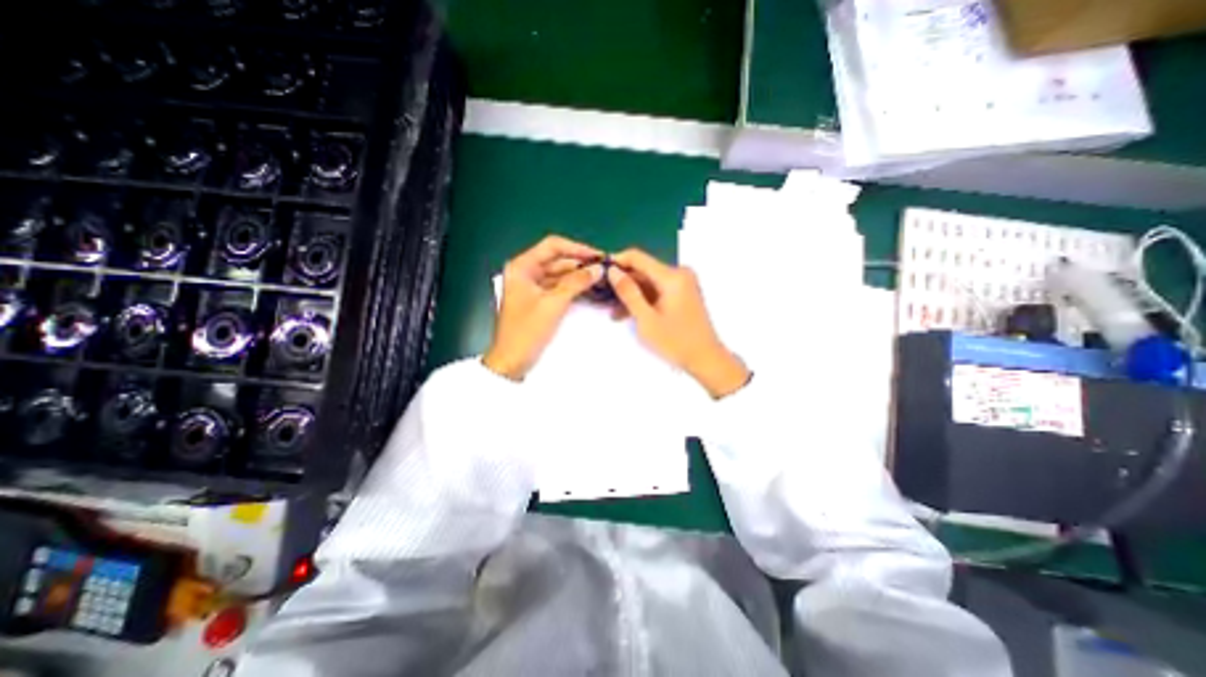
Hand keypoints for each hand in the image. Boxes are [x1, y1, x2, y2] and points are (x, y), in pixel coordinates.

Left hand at [485, 236, 601, 380]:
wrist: (512, 361)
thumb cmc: (527, 331)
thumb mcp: (553, 304)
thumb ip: (576, 283)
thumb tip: (598, 269)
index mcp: (522, 267)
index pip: (553, 246)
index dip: (577, 248)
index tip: (598, 256)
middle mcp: (527, 272)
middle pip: (557, 260)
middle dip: (580, 264)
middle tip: (605, 269)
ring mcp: (533, 286)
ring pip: (560, 274)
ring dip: (579, 276)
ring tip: (602, 279)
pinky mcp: (539, 300)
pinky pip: (559, 287)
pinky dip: (573, 288)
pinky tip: (591, 290)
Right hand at [614, 246, 745, 396]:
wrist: (706, 358)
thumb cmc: (676, 342)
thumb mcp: (646, 319)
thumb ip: (628, 293)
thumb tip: (613, 271)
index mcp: (672, 276)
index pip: (637, 257)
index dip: (616, 262)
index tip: (599, 273)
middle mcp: (679, 274)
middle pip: (643, 270)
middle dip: (623, 283)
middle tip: (603, 298)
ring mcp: (682, 283)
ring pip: (649, 282)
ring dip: (632, 295)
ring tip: (614, 313)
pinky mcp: (683, 293)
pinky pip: (658, 290)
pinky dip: (644, 300)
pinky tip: (629, 314)